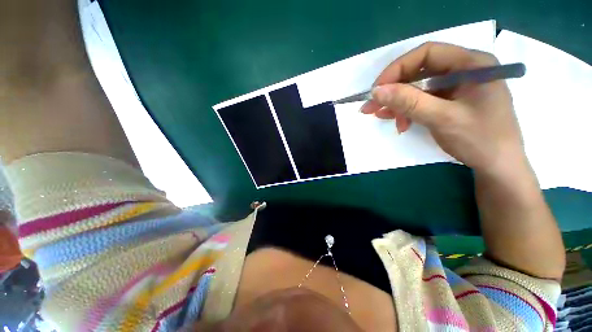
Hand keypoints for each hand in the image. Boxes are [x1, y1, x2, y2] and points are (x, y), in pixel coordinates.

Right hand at [361, 42, 525, 174]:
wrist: (498, 166)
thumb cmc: (480, 139)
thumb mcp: (442, 118)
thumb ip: (409, 102)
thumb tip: (376, 91)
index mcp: (471, 64)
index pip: (427, 54)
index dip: (397, 69)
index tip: (376, 90)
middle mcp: (463, 70)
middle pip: (420, 71)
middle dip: (393, 90)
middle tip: (371, 106)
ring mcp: (456, 87)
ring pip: (418, 88)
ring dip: (397, 103)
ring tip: (381, 116)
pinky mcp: (450, 102)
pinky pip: (423, 100)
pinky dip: (407, 110)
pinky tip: (397, 121)